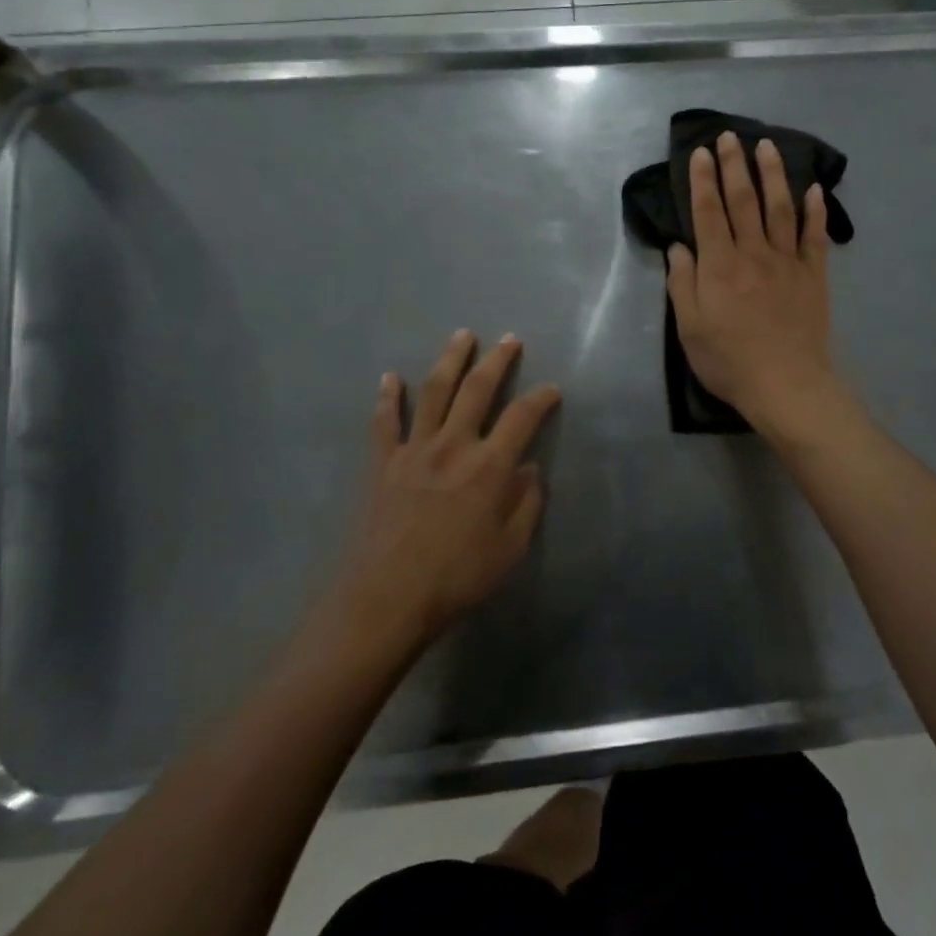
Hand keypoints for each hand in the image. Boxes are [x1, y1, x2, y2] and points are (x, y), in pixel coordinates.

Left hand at [327, 331, 560, 655]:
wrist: (386, 599)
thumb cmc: (457, 578)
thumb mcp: (510, 549)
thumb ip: (526, 505)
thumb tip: (529, 471)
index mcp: (490, 466)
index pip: (522, 417)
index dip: (541, 398)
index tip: (552, 389)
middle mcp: (454, 445)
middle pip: (478, 389)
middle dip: (497, 361)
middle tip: (509, 340)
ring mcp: (415, 450)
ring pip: (433, 392)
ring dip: (450, 360)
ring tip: (461, 336)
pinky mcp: (383, 463)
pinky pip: (385, 422)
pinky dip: (388, 397)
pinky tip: (390, 377)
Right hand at [666, 131, 836, 430]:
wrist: (786, 384)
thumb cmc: (730, 361)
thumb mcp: (689, 329)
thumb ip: (682, 284)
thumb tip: (679, 247)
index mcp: (719, 265)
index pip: (708, 211)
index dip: (703, 179)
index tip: (700, 152)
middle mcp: (753, 253)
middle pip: (743, 200)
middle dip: (735, 165)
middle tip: (730, 136)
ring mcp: (788, 262)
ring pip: (780, 208)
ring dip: (773, 174)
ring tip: (768, 147)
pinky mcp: (814, 276)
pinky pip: (816, 237)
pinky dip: (816, 212)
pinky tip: (815, 190)